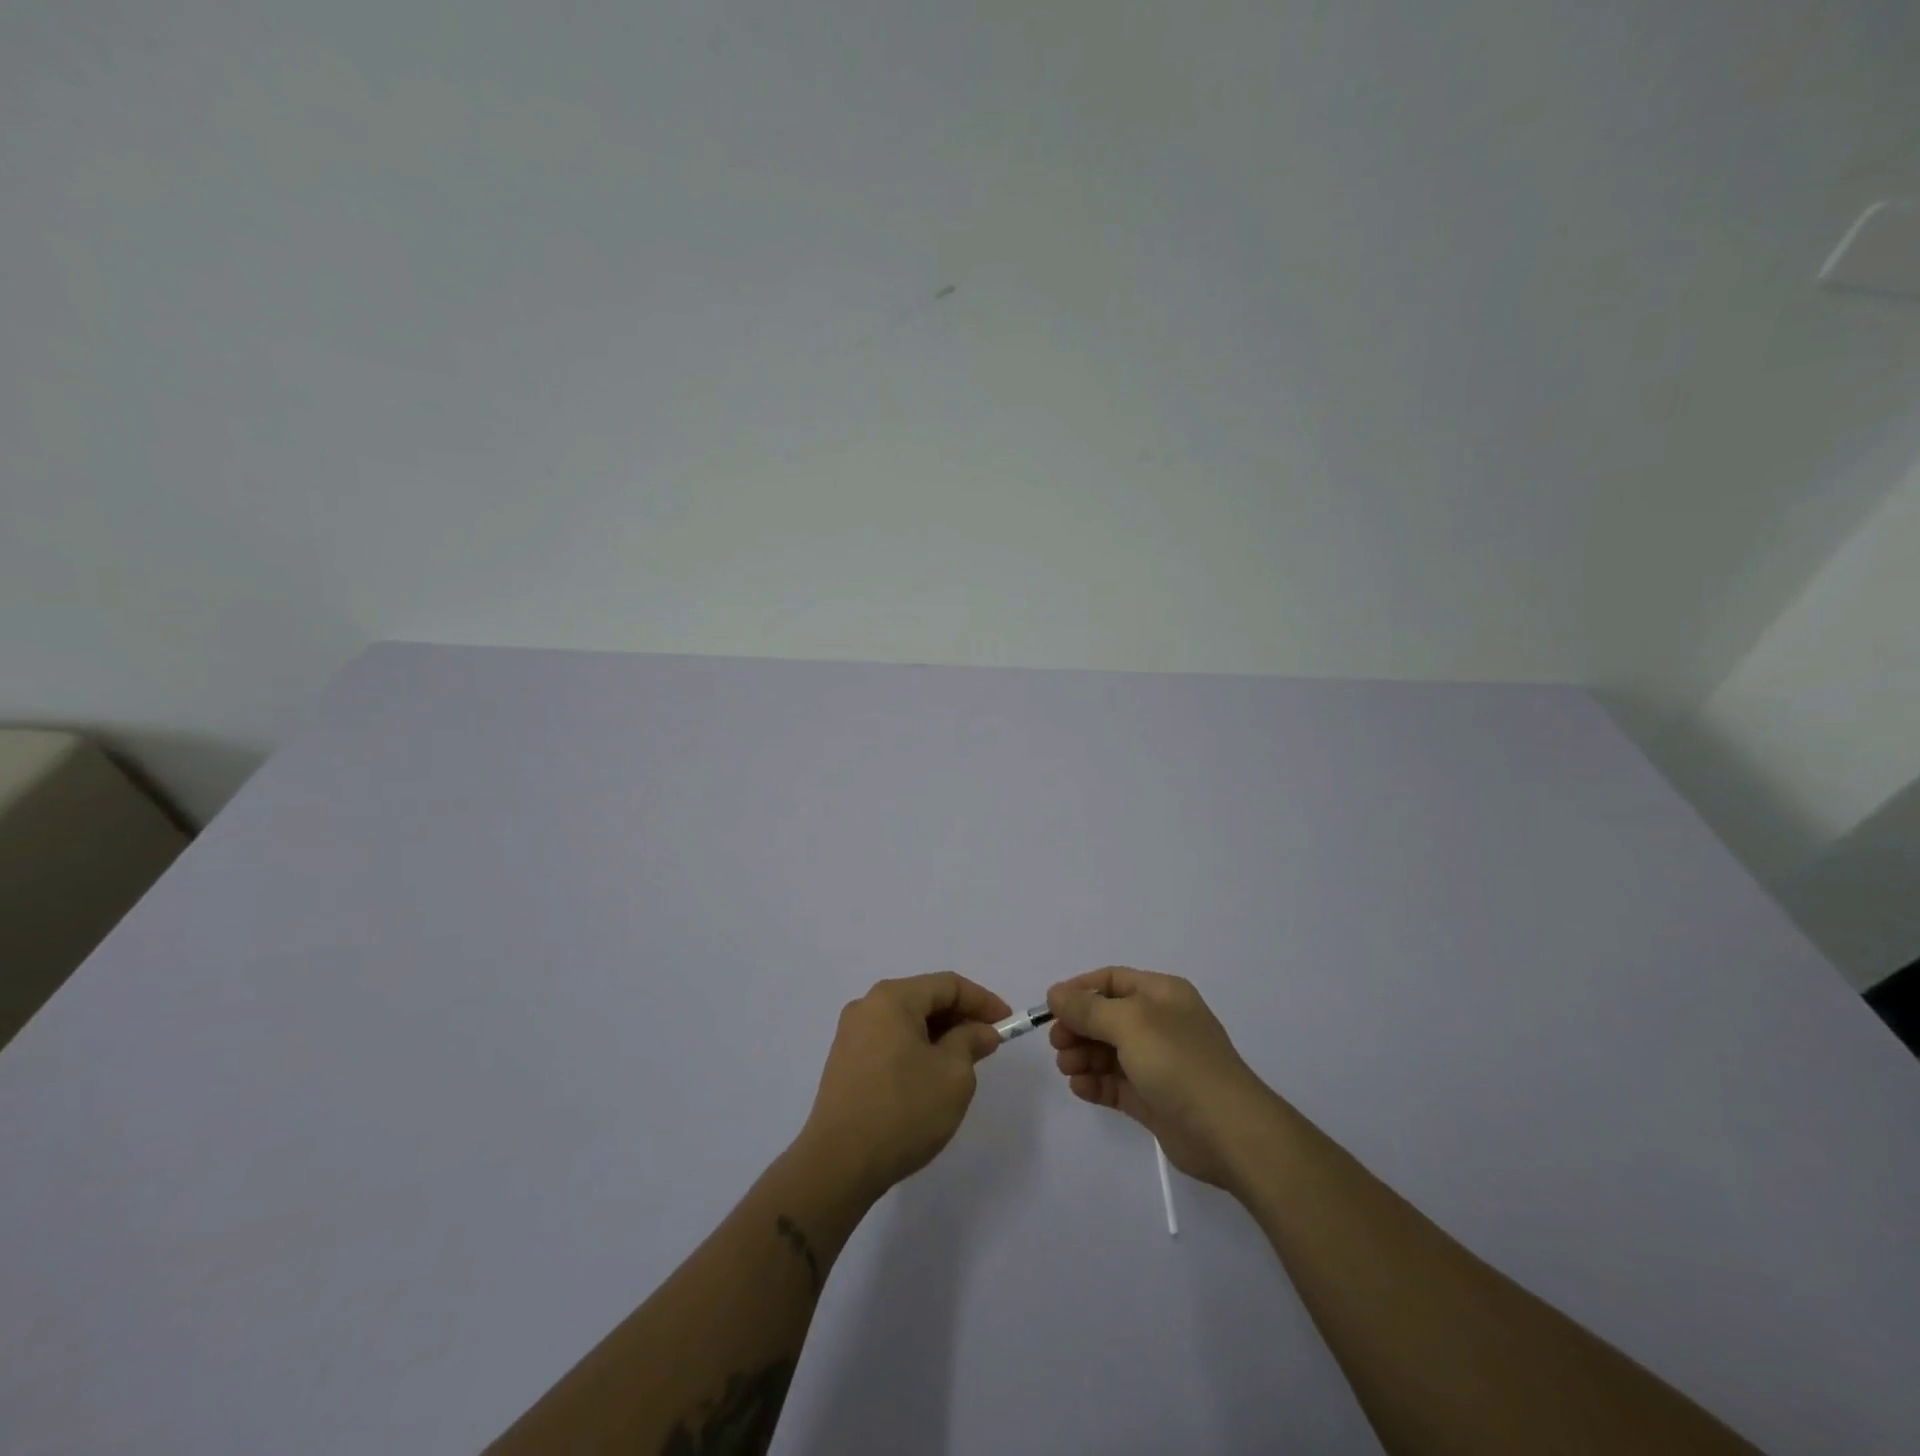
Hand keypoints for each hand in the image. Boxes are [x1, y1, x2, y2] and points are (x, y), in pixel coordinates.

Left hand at [798, 972, 1011, 1202]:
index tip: (1007, 1024)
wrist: (838, 1164)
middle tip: (988, 1045)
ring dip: (939, 1035)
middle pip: (925, 999)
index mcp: (893, 998)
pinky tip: (931, 1076)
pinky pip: (890, 1041)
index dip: (982, 1001)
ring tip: (964, 1063)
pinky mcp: (845, 1062)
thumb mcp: (953, 1075)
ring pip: (907, 1022)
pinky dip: (917, 1049)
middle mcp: (867, 1006)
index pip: (948, 985)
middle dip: (960, 1018)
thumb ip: (971, 1042)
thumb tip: (980, 1031)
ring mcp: (851, 1034)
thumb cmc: (903, 1110)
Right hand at [1047, 966, 1277, 1190]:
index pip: (1112, 980)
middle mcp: (1159, 1023)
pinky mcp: (1153, 1099)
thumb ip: (1088, 1008)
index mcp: (1162, 994)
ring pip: (1108, 1051)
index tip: (1051, 1008)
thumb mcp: (1130, 1022)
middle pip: (1106, 1017)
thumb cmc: (1178, 1061)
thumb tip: (1055, 993)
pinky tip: (1080, 1087)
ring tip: (1067, 1068)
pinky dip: (1095, 1083)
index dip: (1080, 990)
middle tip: (1057, 1044)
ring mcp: (1157, 1063)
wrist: (1227, 1131)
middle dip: (1078, 1027)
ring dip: (1082, 1056)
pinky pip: (1115, 1083)